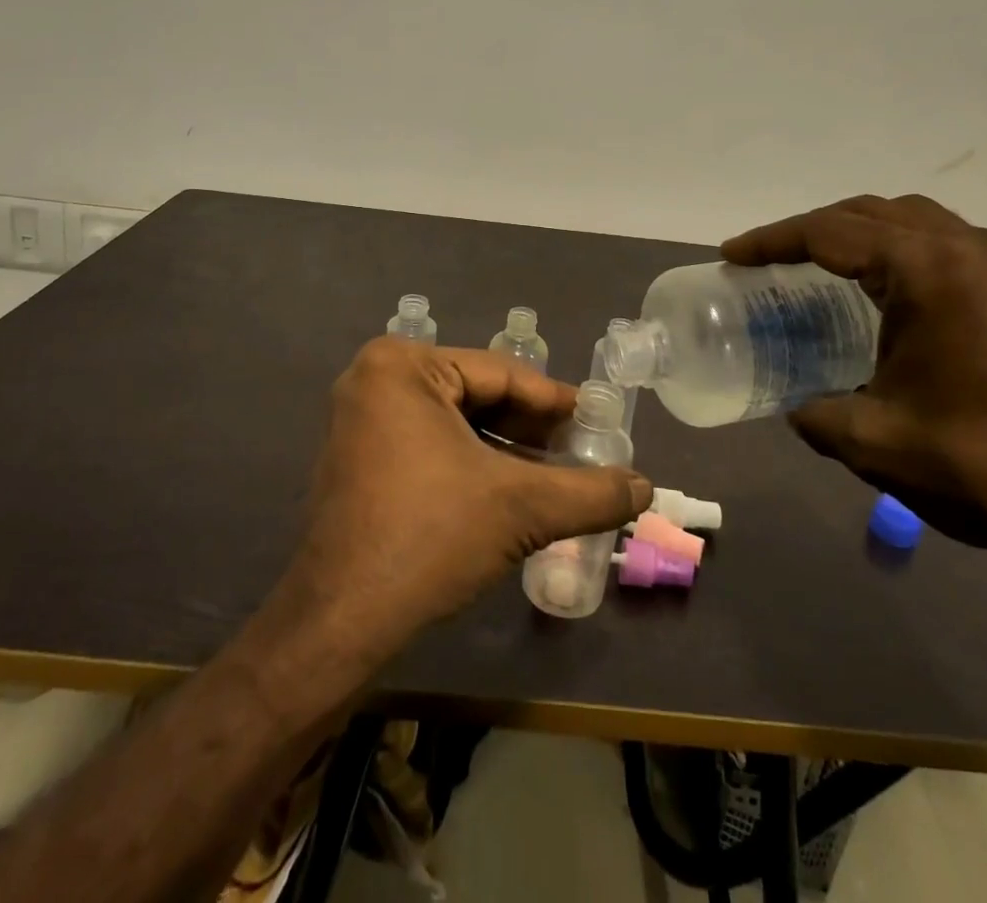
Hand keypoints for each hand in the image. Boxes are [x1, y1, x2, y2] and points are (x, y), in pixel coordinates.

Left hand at [287, 338, 650, 651]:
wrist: (339, 623)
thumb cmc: (429, 539)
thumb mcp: (521, 508)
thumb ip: (590, 493)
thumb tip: (647, 488)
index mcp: (403, 364)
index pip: (501, 374)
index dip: (555, 402)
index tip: (596, 421)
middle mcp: (374, 378)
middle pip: (477, 394)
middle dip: (529, 428)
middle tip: (579, 452)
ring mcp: (359, 418)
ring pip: (455, 421)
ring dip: (504, 448)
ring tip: (552, 475)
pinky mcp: (355, 456)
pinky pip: (428, 442)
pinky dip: (470, 462)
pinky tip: (506, 490)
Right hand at [722, 194, 986, 554]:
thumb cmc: (981, 465)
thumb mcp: (872, 440)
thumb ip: (815, 412)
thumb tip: (796, 406)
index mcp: (930, 268)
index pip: (831, 232)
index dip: (773, 240)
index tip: (733, 253)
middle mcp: (975, 248)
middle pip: (875, 213)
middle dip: (816, 229)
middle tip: (774, 260)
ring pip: (921, 223)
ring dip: (868, 237)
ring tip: (830, 270)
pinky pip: (961, 252)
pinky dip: (914, 259)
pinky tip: (905, 305)